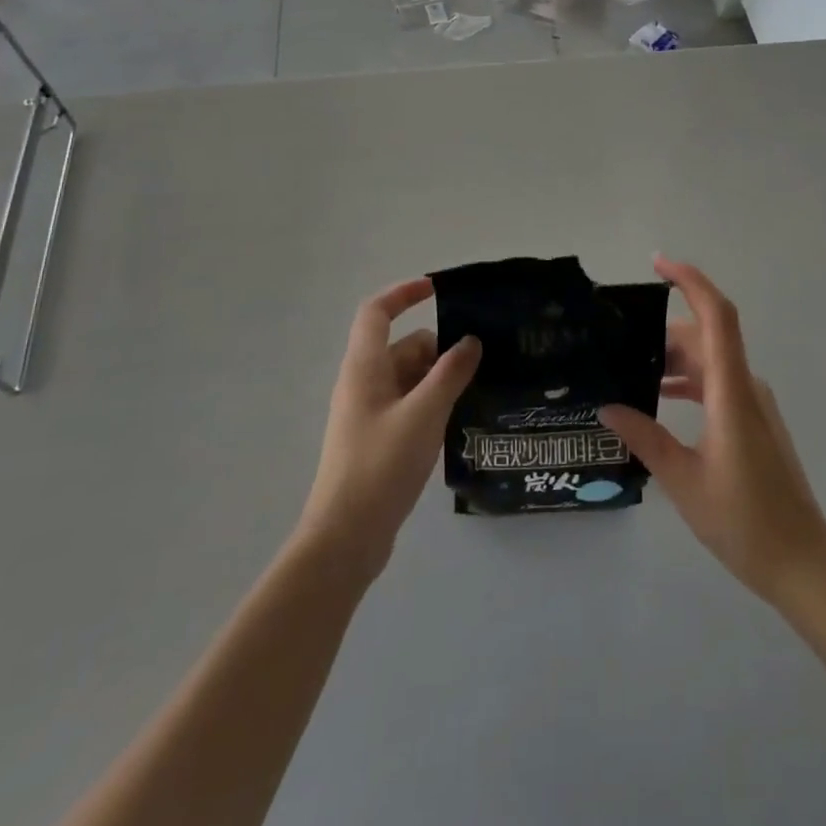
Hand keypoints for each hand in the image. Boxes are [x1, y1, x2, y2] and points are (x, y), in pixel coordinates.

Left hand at [298, 278, 480, 580]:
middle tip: (479, 364)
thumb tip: (470, 341)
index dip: (403, 293)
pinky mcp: (377, 439)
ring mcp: (369, 413)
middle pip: (402, 346)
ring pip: (409, 378)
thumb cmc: (381, 466)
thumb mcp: (424, 414)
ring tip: (476, 393)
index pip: (377, 312)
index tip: (437, 288)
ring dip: (439, 379)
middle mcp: (363, 383)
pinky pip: (409, 404)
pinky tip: (458, 421)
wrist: (346, 537)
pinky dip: (432, 403)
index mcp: (364, 368)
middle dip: (439, 349)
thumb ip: (450, 373)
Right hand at [599, 258, 825, 604]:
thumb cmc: (744, 522)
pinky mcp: (755, 421)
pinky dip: (688, 380)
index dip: (690, 281)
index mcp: (731, 392)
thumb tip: (608, 406)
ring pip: (710, 361)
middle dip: (663, 332)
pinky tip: (659, 399)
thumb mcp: (683, 481)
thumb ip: (645, 438)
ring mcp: (754, 403)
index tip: (658, 264)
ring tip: (630, 371)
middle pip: (706, 337)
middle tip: (618, 342)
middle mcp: (746, 387)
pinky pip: (717, 382)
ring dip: (674, 359)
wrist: (803, 563)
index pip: (717, 316)